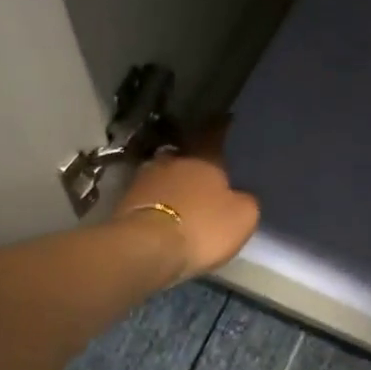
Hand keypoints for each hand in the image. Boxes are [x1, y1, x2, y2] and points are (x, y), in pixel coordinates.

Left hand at [114, 120, 259, 281]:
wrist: (145, 248)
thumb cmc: (201, 227)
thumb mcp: (242, 217)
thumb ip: (245, 200)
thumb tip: (240, 195)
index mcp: (204, 157)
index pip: (216, 134)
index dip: (222, 129)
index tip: (227, 121)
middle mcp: (172, 159)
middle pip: (186, 155)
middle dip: (195, 163)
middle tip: (205, 174)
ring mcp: (145, 178)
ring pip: (165, 175)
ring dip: (173, 184)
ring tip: (183, 198)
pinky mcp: (125, 201)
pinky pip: (149, 196)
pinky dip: (158, 202)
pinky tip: (164, 215)